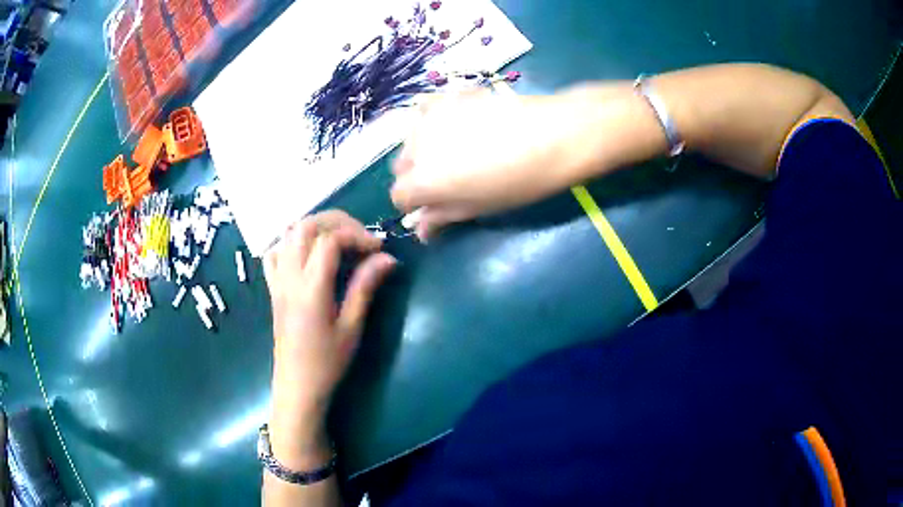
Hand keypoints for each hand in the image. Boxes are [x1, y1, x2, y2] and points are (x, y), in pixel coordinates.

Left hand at [263, 211, 395, 465]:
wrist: (297, 385)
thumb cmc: (327, 362)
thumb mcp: (351, 327)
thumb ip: (365, 287)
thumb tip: (388, 258)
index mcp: (310, 287)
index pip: (330, 240)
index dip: (357, 235)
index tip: (378, 249)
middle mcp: (289, 276)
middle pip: (305, 226)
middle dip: (336, 221)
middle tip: (360, 237)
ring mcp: (277, 280)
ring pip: (287, 233)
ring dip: (315, 227)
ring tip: (338, 241)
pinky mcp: (272, 288)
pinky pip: (275, 252)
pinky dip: (292, 242)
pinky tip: (308, 254)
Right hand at [390, 89, 611, 239]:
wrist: (552, 135)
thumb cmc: (519, 182)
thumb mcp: (479, 207)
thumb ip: (443, 216)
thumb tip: (422, 230)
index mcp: (422, 180)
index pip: (399, 196)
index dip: (415, 203)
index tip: (434, 205)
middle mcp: (416, 147)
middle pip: (402, 166)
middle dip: (417, 175)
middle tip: (449, 179)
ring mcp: (431, 117)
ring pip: (413, 138)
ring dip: (424, 148)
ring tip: (456, 149)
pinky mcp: (448, 96)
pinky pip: (428, 111)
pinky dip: (434, 121)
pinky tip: (458, 124)